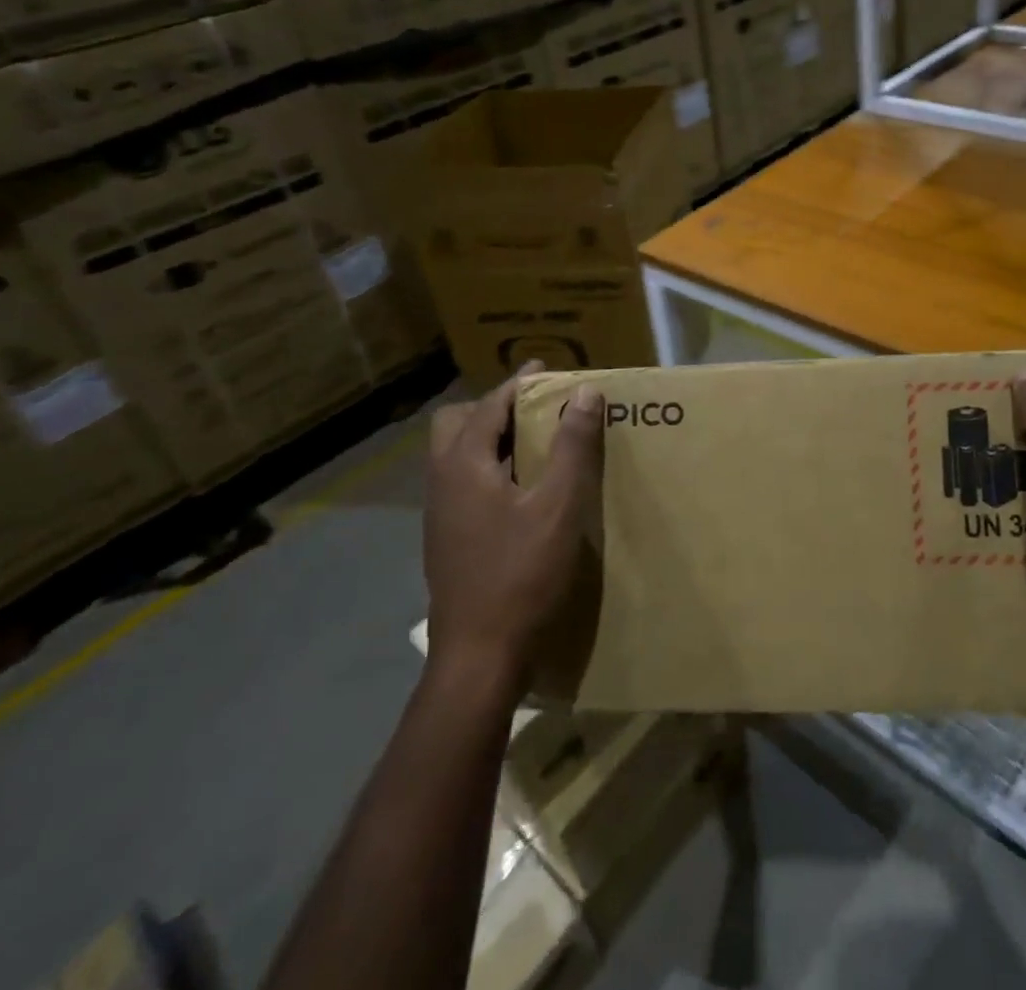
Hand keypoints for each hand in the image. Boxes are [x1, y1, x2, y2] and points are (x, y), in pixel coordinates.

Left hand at [424, 364, 603, 689]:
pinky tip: (520, 491)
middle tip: (535, 411)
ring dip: (490, 438)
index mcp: (464, 465)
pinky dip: (488, 468)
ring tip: (533, 444)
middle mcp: (442, 481)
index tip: (546, 369)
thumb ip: (572, 445)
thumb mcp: (559, 506)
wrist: (479, 657)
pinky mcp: (446, 539)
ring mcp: (439, 514)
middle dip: (494, 408)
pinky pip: (462, 482)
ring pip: (456, 455)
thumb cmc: (521, 574)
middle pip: (457, 424)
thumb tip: (585, 392)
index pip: (490, 405)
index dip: (519, 384)